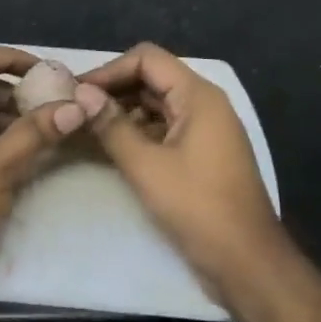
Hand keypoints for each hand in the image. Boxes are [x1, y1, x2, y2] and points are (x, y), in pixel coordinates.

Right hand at [81, 42, 290, 308]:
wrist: (246, 261)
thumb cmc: (197, 207)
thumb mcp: (146, 165)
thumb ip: (111, 125)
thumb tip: (81, 94)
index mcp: (198, 96)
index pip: (147, 59)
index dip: (108, 70)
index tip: (76, 93)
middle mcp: (204, 104)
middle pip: (152, 78)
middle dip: (112, 90)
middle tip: (74, 109)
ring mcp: (205, 129)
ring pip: (156, 104)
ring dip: (122, 111)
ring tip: (85, 127)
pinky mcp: (201, 153)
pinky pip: (164, 128)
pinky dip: (137, 131)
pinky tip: (109, 146)